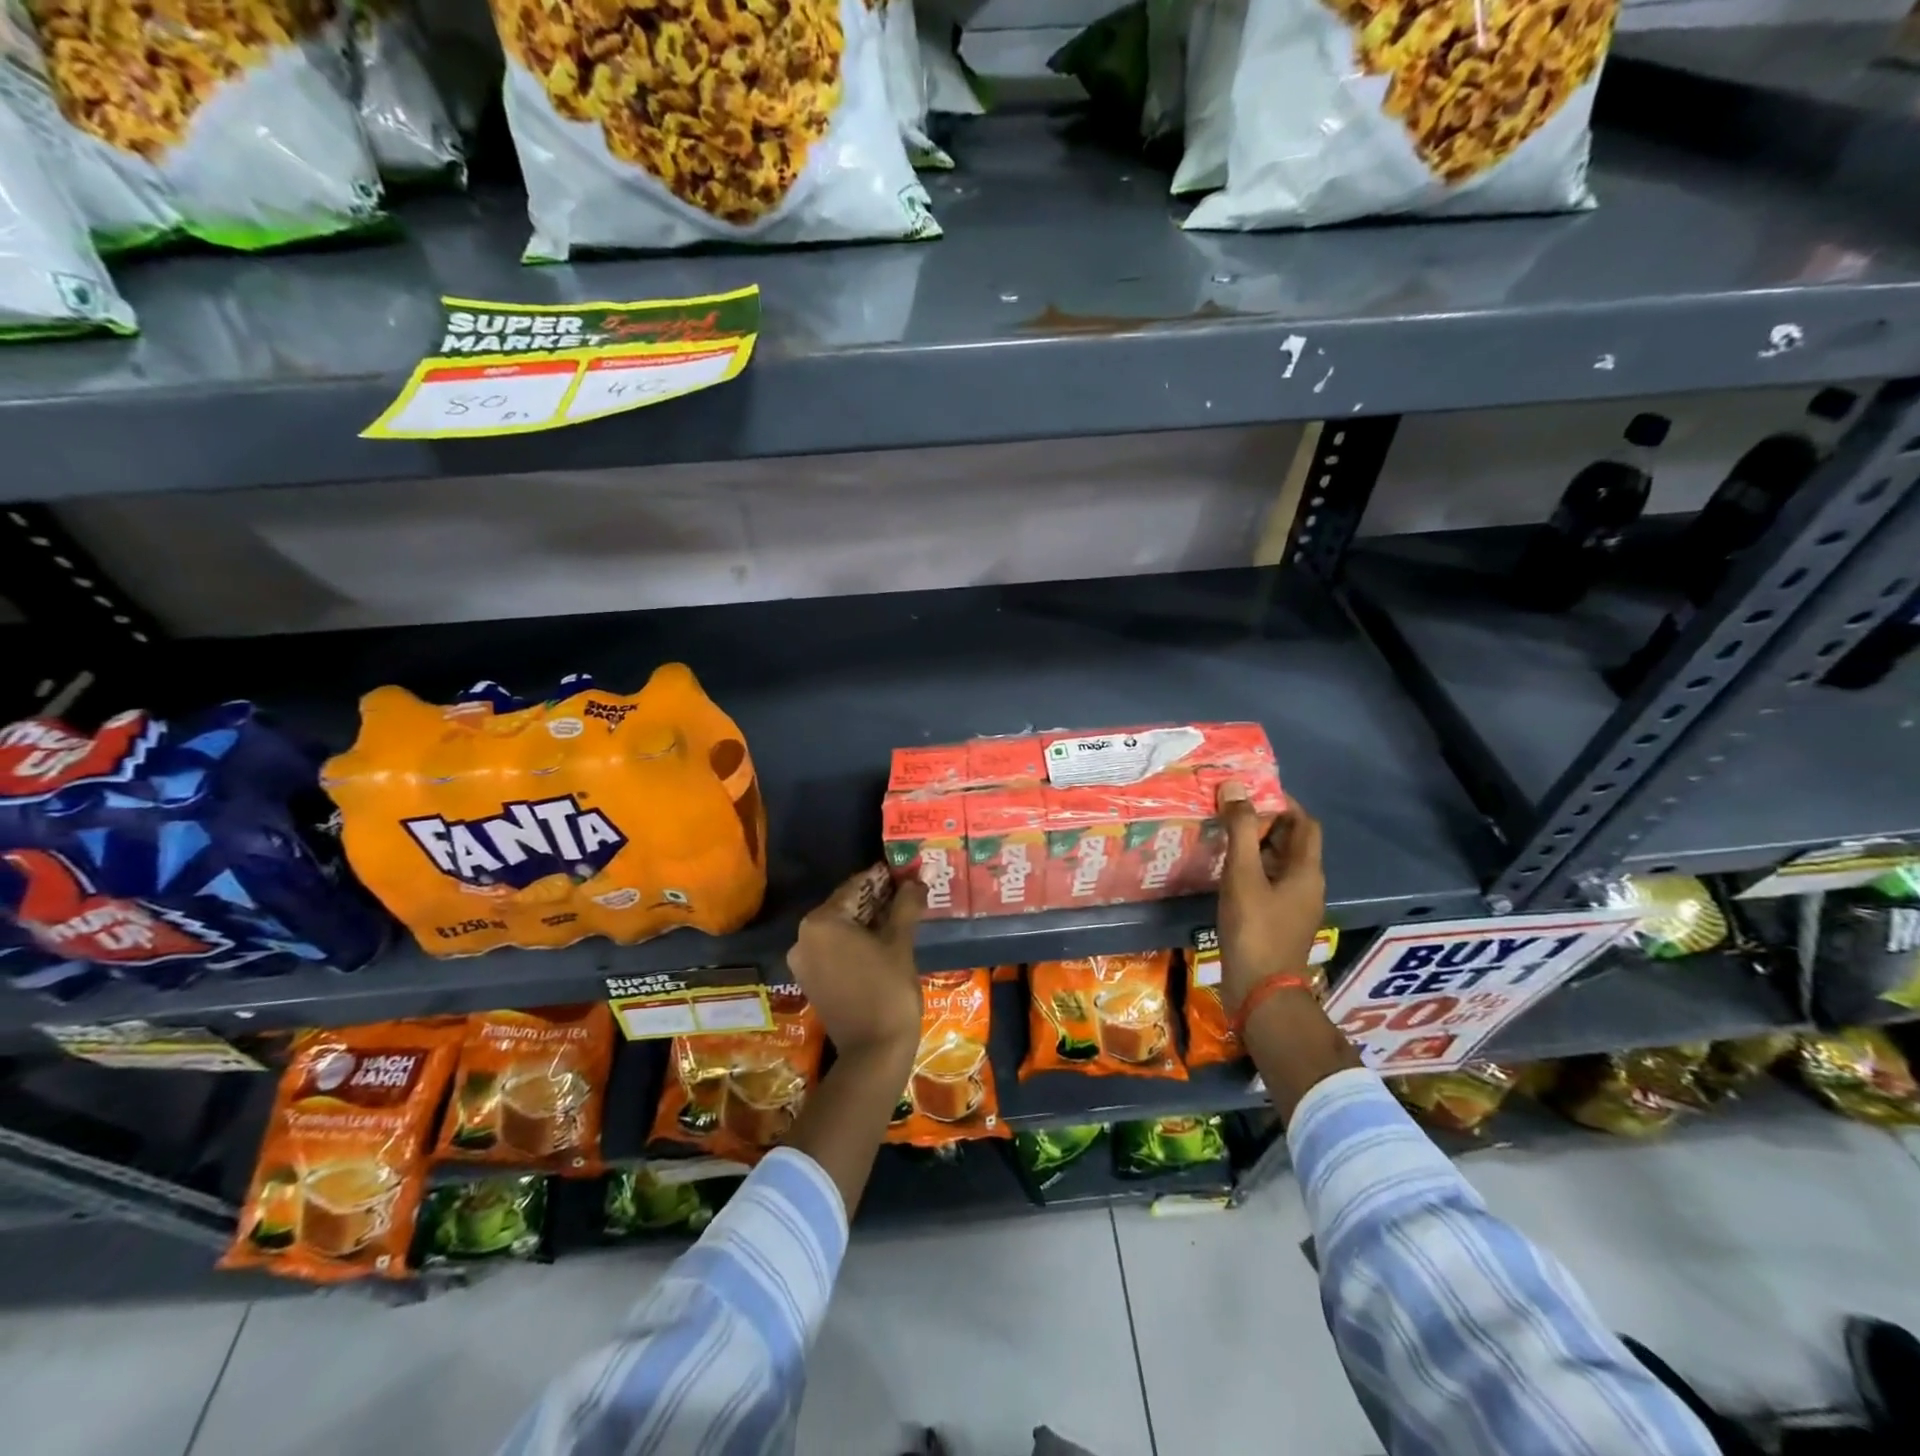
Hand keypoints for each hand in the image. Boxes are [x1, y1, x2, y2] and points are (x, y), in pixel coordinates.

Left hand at [787, 867, 925, 1059]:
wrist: (874, 1052)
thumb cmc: (888, 990)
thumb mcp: (900, 943)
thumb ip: (905, 905)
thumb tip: (915, 880)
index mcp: (820, 922)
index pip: (854, 887)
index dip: (882, 879)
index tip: (905, 874)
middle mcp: (803, 937)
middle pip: (844, 907)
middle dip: (875, 900)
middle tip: (906, 894)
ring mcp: (803, 962)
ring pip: (839, 929)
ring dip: (867, 921)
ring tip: (900, 916)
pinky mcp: (810, 981)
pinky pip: (833, 950)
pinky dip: (855, 942)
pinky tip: (882, 942)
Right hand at [1215, 786, 1325, 1016]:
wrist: (1261, 991)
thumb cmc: (1255, 929)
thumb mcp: (1243, 876)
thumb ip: (1239, 831)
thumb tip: (1234, 788)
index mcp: (1307, 871)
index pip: (1304, 822)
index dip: (1282, 802)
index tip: (1251, 789)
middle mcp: (1306, 884)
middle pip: (1291, 841)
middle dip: (1264, 820)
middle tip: (1230, 807)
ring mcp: (1292, 904)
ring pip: (1277, 862)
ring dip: (1255, 844)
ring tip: (1222, 830)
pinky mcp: (1277, 919)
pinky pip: (1267, 881)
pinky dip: (1250, 867)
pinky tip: (1224, 867)